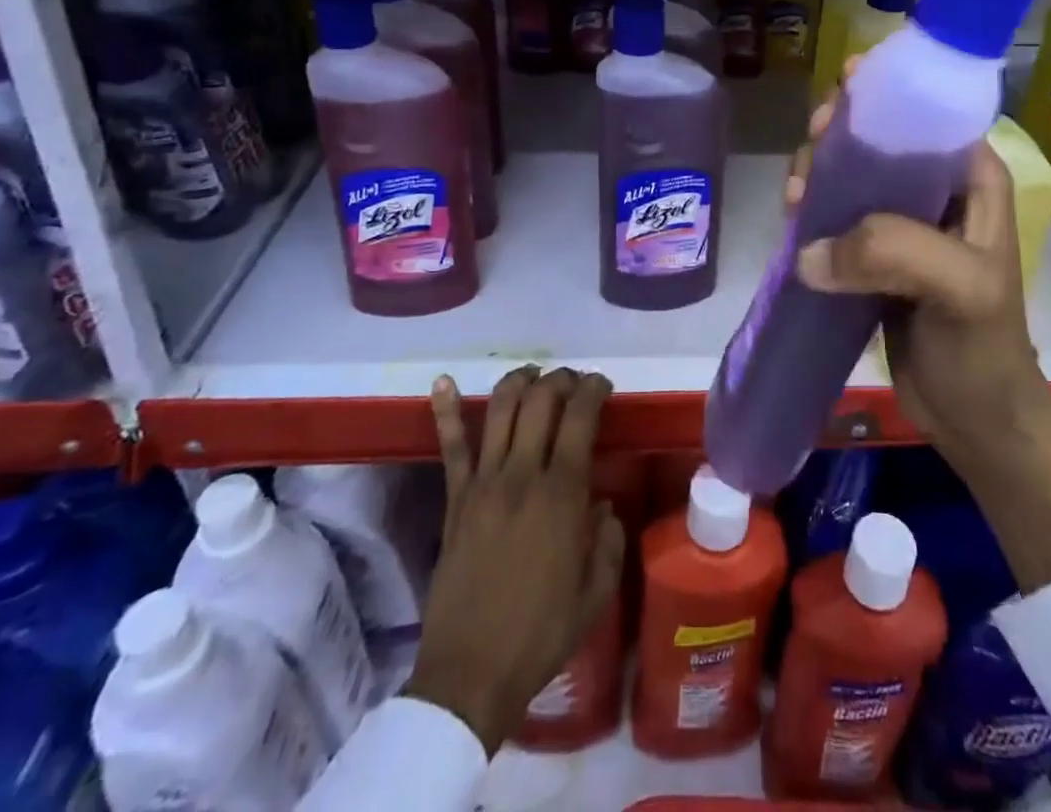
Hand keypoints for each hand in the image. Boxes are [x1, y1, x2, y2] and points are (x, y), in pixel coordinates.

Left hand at [407, 366, 625, 754]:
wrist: (470, 675)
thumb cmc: (541, 634)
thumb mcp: (597, 592)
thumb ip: (609, 540)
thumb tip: (603, 506)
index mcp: (562, 493)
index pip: (580, 417)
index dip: (593, 389)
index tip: (603, 385)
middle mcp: (522, 474)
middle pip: (541, 400)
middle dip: (561, 379)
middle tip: (573, 382)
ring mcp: (483, 483)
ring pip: (500, 409)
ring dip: (519, 381)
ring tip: (533, 375)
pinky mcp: (454, 499)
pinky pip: (451, 447)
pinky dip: (445, 410)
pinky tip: (442, 381)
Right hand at [786, 83, 1040, 459]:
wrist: (973, 420)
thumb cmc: (982, 347)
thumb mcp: (959, 289)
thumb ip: (894, 251)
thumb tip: (809, 251)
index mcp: (972, 177)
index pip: (926, 113)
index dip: (881, 97)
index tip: (837, 102)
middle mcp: (936, 188)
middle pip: (878, 137)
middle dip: (839, 137)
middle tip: (811, 158)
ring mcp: (902, 222)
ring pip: (851, 174)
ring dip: (818, 174)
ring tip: (796, 198)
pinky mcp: (873, 254)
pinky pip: (835, 215)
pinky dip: (811, 211)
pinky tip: (793, 218)